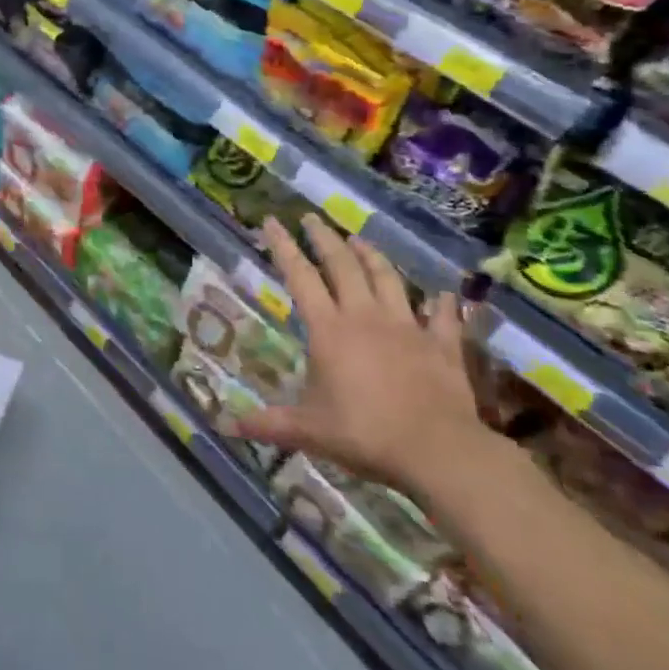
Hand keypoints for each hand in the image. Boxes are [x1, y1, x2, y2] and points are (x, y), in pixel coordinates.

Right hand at [229, 215, 490, 493]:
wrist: (439, 451)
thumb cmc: (365, 434)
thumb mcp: (308, 431)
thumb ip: (269, 423)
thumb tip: (226, 426)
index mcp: (329, 329)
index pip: (300, 277)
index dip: (284, 247)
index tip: (272, 221)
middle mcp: (366, 316)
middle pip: (343, 265)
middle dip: (324, 238)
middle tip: (312, 218)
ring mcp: (408, 327)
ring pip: (388, 279)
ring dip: (372, 256)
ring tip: (360, 240)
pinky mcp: (442, 345)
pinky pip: (442, 316)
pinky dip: (440, 303)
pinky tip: (441, 295)